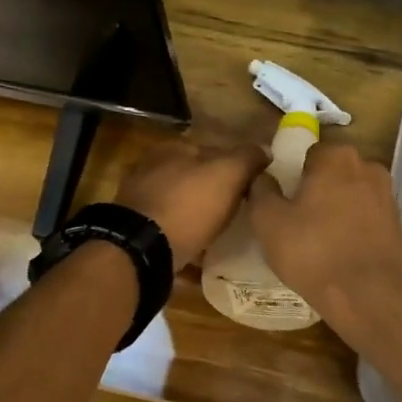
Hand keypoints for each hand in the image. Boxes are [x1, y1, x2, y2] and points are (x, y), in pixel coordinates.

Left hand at [114, 140, 268, 270]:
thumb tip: (265, 150)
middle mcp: (152, 169)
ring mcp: (140, 201)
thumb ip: (247, 158)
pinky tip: (199, 253)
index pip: (213, 150)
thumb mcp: (227, 174)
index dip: (236, 166)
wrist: (142, 250)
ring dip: (198, 216)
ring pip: (180, 205)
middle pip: (194, 178)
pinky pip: (169, 231)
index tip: (253, 187)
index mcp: (173, 148)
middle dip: (214, 192)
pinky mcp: (136, 232)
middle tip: (239, 211)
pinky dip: (184, 238)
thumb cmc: (188, 205)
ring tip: (221, 234)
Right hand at [248, 142, 401, 317]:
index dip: (292, 176)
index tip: (282, 201)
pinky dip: (353, 228)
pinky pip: (366, 217)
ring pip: (351, 195)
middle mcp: (368, 167)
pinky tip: (340, 252)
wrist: (370, 296)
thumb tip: (262, 177)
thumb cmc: (313, 252)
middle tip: (296, 221)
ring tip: (318, 240)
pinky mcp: (398, 223)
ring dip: (336, 210)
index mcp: (336, 157)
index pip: (308, 154)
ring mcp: (388, 195)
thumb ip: (261, 191)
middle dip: (316, 191)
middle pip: (332, 173)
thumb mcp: (269, 223)